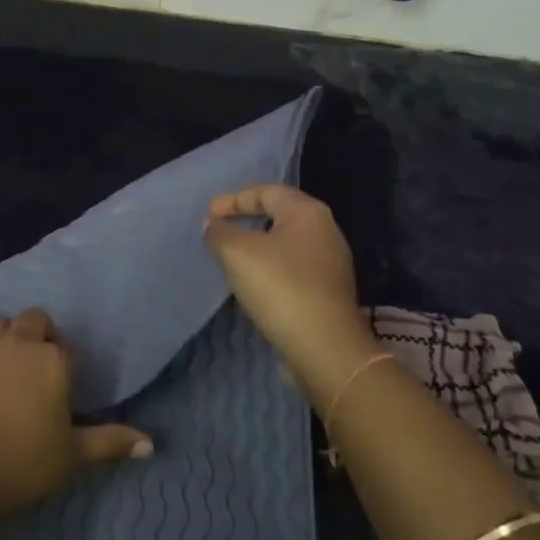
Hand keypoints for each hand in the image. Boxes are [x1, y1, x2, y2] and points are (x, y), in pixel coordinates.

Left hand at [0, 308, 152, 520]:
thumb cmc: (21, 464)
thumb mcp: (72, 457)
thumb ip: (111, 442)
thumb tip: (150, 444)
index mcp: (52, 359)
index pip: (64, 347)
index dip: (61, 365)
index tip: (55, 391)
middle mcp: (18, 340)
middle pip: (32, 320)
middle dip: (35, 337)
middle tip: (29, 374)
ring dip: (3, 340)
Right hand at [204, 184, 375, 396]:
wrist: (324, 348)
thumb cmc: (281, 287)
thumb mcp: (238, 253)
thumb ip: (220, 233)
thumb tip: (214, 226)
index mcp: (308, 212)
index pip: (267, 191)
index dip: (234, 199)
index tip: (209, 214)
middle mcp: (325, 231)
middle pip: (279, 215)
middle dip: (246, 220)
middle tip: (219, 230)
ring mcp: (330, 264)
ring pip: (285, 244)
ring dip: (256, 247)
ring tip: (230, 258)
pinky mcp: (327, 292)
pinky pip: (292, 269)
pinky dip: (269, 269)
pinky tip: (252, 284)